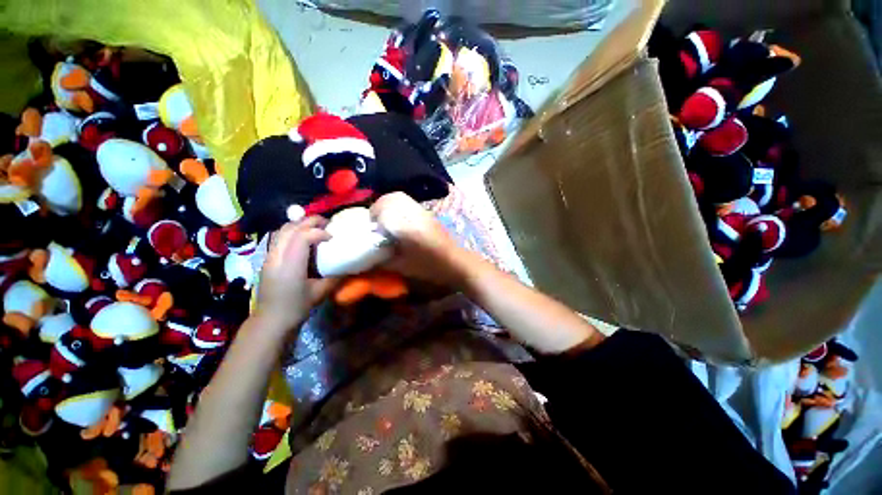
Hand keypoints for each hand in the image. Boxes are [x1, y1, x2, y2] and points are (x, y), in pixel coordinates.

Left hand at [256, 217, 337, 331]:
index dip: (319, 232)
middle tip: (327, 223)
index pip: (302, 236)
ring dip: (299, 224)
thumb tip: (350, 266)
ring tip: (315, 227)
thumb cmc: (296, 307)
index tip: (332, 237)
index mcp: (291, 265)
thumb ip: (335, 277)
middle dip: (309, 221)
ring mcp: (269, 256)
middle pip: (290, 228)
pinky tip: (303, 238)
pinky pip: (279, 237)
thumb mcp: (320, 293)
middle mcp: (277, 256)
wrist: (270, 320)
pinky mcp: (267, 259)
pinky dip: (292, 231)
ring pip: (281, 230)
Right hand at [370, 192, 467, 287]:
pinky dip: (396, 205)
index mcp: (407, 227)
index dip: (373, 221)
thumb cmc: (429, 267)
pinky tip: (398, 220)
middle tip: (376, 225)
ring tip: (385, 221)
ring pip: (397, 197)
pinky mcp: (426, 211)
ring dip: (386, 206)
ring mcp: (421, 210)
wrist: (455, 261)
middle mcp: (413, 213)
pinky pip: (406, 201)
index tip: (371, 233)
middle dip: (377, 210)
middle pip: (389, 199)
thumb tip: (365, 253)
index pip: (382, 213)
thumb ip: (381, 259)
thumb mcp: (402, 267)